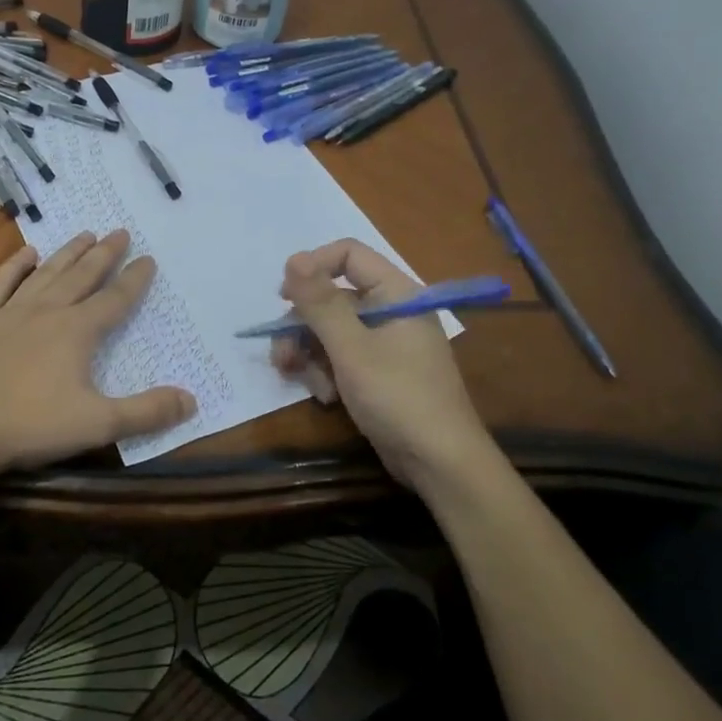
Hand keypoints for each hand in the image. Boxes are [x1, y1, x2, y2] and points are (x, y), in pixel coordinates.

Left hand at [0, 229, 195, 474]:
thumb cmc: (32, 426)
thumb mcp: (98, 425)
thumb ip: (147, 412)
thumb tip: (191, 400)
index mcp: (77, 332)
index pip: (115, 299)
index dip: (134, 280)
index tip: (148, 258)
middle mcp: (47, 312)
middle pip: (82, 276)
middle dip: (104, 254)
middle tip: (119, 232)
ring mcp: (9, 312)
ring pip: (46, 274)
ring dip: (68, 253)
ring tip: (85, 234)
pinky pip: (1, 283)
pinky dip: (15, 266)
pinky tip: (27, 253)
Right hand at [272, 239, 491, 492]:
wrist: (440, 464)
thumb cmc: (398, 398)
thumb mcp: (351, 349)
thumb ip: (320, 304)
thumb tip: (292, 259)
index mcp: (396, 293)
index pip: (348, 255)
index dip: (312, 268)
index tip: (283, 297)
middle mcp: (391, 311)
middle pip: (332, 298)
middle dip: (303, 325)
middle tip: (281, 354)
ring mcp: (385, 343)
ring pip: (330, 331)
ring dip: (310, 354)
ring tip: (303, 381)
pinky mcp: (378, 371)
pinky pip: (341, 357)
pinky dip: (327, 372)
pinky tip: (326, 397)